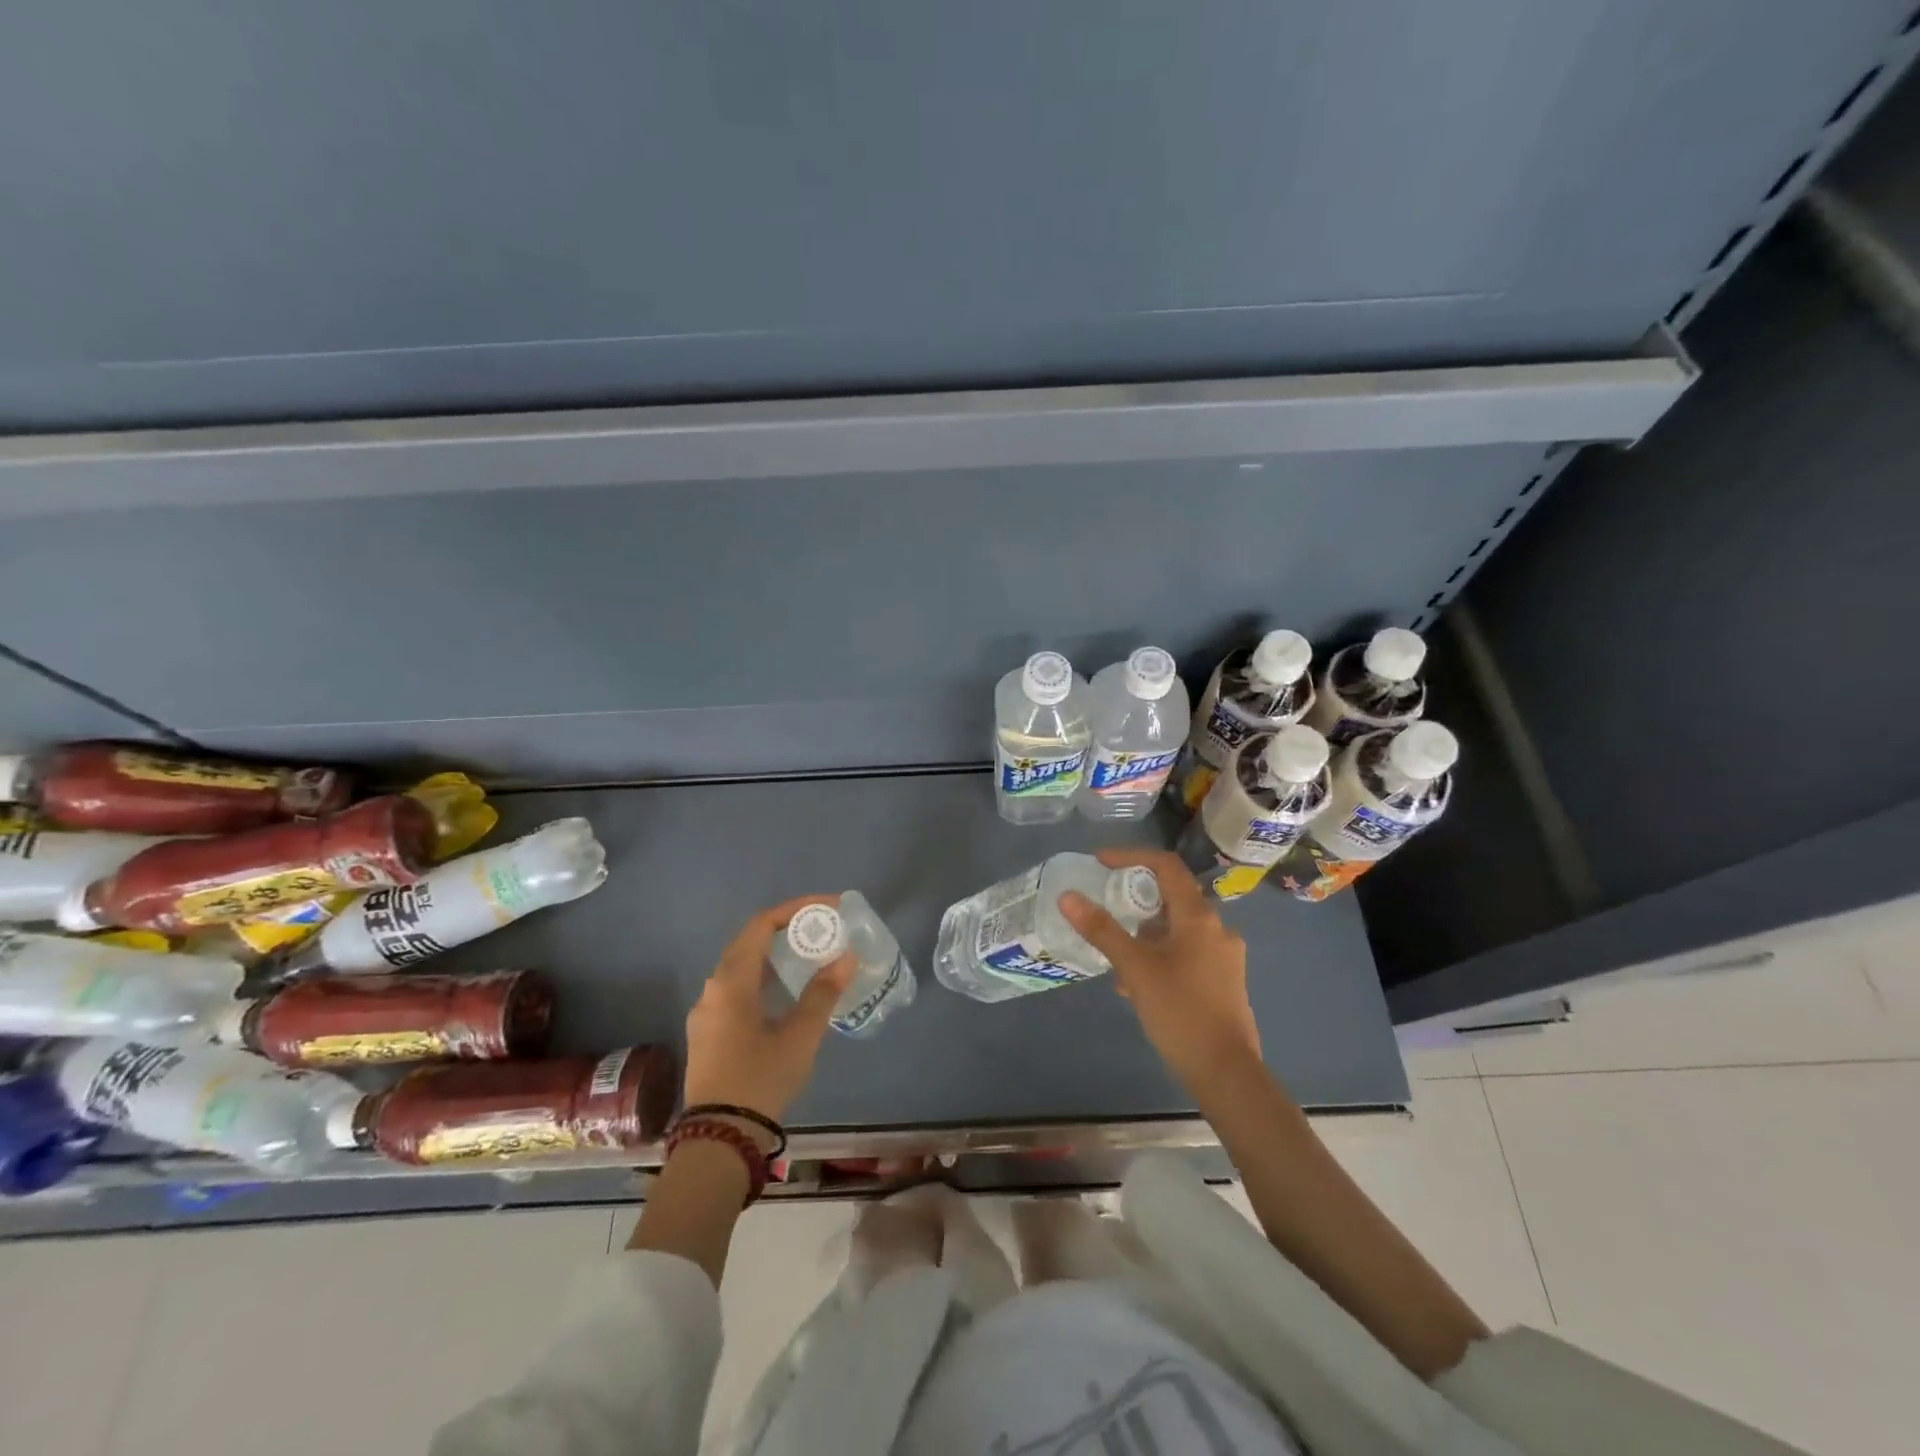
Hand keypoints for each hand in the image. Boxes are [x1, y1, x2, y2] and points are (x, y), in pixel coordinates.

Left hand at [682, 895, 855, 1127]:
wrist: (719, 1139)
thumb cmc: (760, 1080)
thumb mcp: (799, 1036)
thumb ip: (823, 993)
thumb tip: (846, 957)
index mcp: (731, 982)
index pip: (762, 925)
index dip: (795, 909)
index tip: (828, 908)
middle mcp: (712, 989)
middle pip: (749, 942)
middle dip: (787, 930)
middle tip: (823, 930)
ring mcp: (706, 1013)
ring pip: (742, 968)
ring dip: (775, 956)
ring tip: (810, 957)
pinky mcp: (708, 1033)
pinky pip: (737, 989)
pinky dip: (764, 979)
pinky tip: (786, 993)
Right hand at [1059, 849, 1261, 1089]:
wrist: (1226, 1073)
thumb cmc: (1180, 1012)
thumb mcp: (1134, 968)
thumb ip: (1102, 930)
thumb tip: (1068, 896)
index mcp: (1199, 917)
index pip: (1166, 866)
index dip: (1131, 856)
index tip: (1099, 862)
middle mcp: (1217, 928)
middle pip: (1171, 897)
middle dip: (1134, 901)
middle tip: (1104, 910)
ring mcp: (1224, 956)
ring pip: (1177, 929)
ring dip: (1145, 934)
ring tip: (1115, 957)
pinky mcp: (1223, 981)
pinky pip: (1186, 952)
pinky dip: (1159, 955)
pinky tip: (1137, 984)